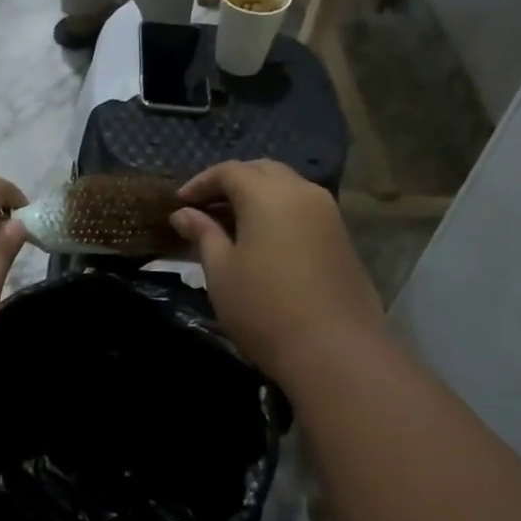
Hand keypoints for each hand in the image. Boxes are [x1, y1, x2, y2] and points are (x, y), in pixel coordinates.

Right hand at [168, 161, 383, 380]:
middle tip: (205, 208)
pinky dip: (278, 212)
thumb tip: (185, 214)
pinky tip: (263, 240)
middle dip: (231, 182)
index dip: (200, 183)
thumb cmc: (264, 308)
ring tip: (232, 225)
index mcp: (268, 194)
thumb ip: (203, 234)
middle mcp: (302, 192)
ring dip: (257, 196)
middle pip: (262, 171)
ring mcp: (328, 214)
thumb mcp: (221, 271)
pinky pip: (303, 208)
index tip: (179, 203)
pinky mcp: (342, 237)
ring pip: (287, 187)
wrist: (335, 350)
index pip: (229, 171)